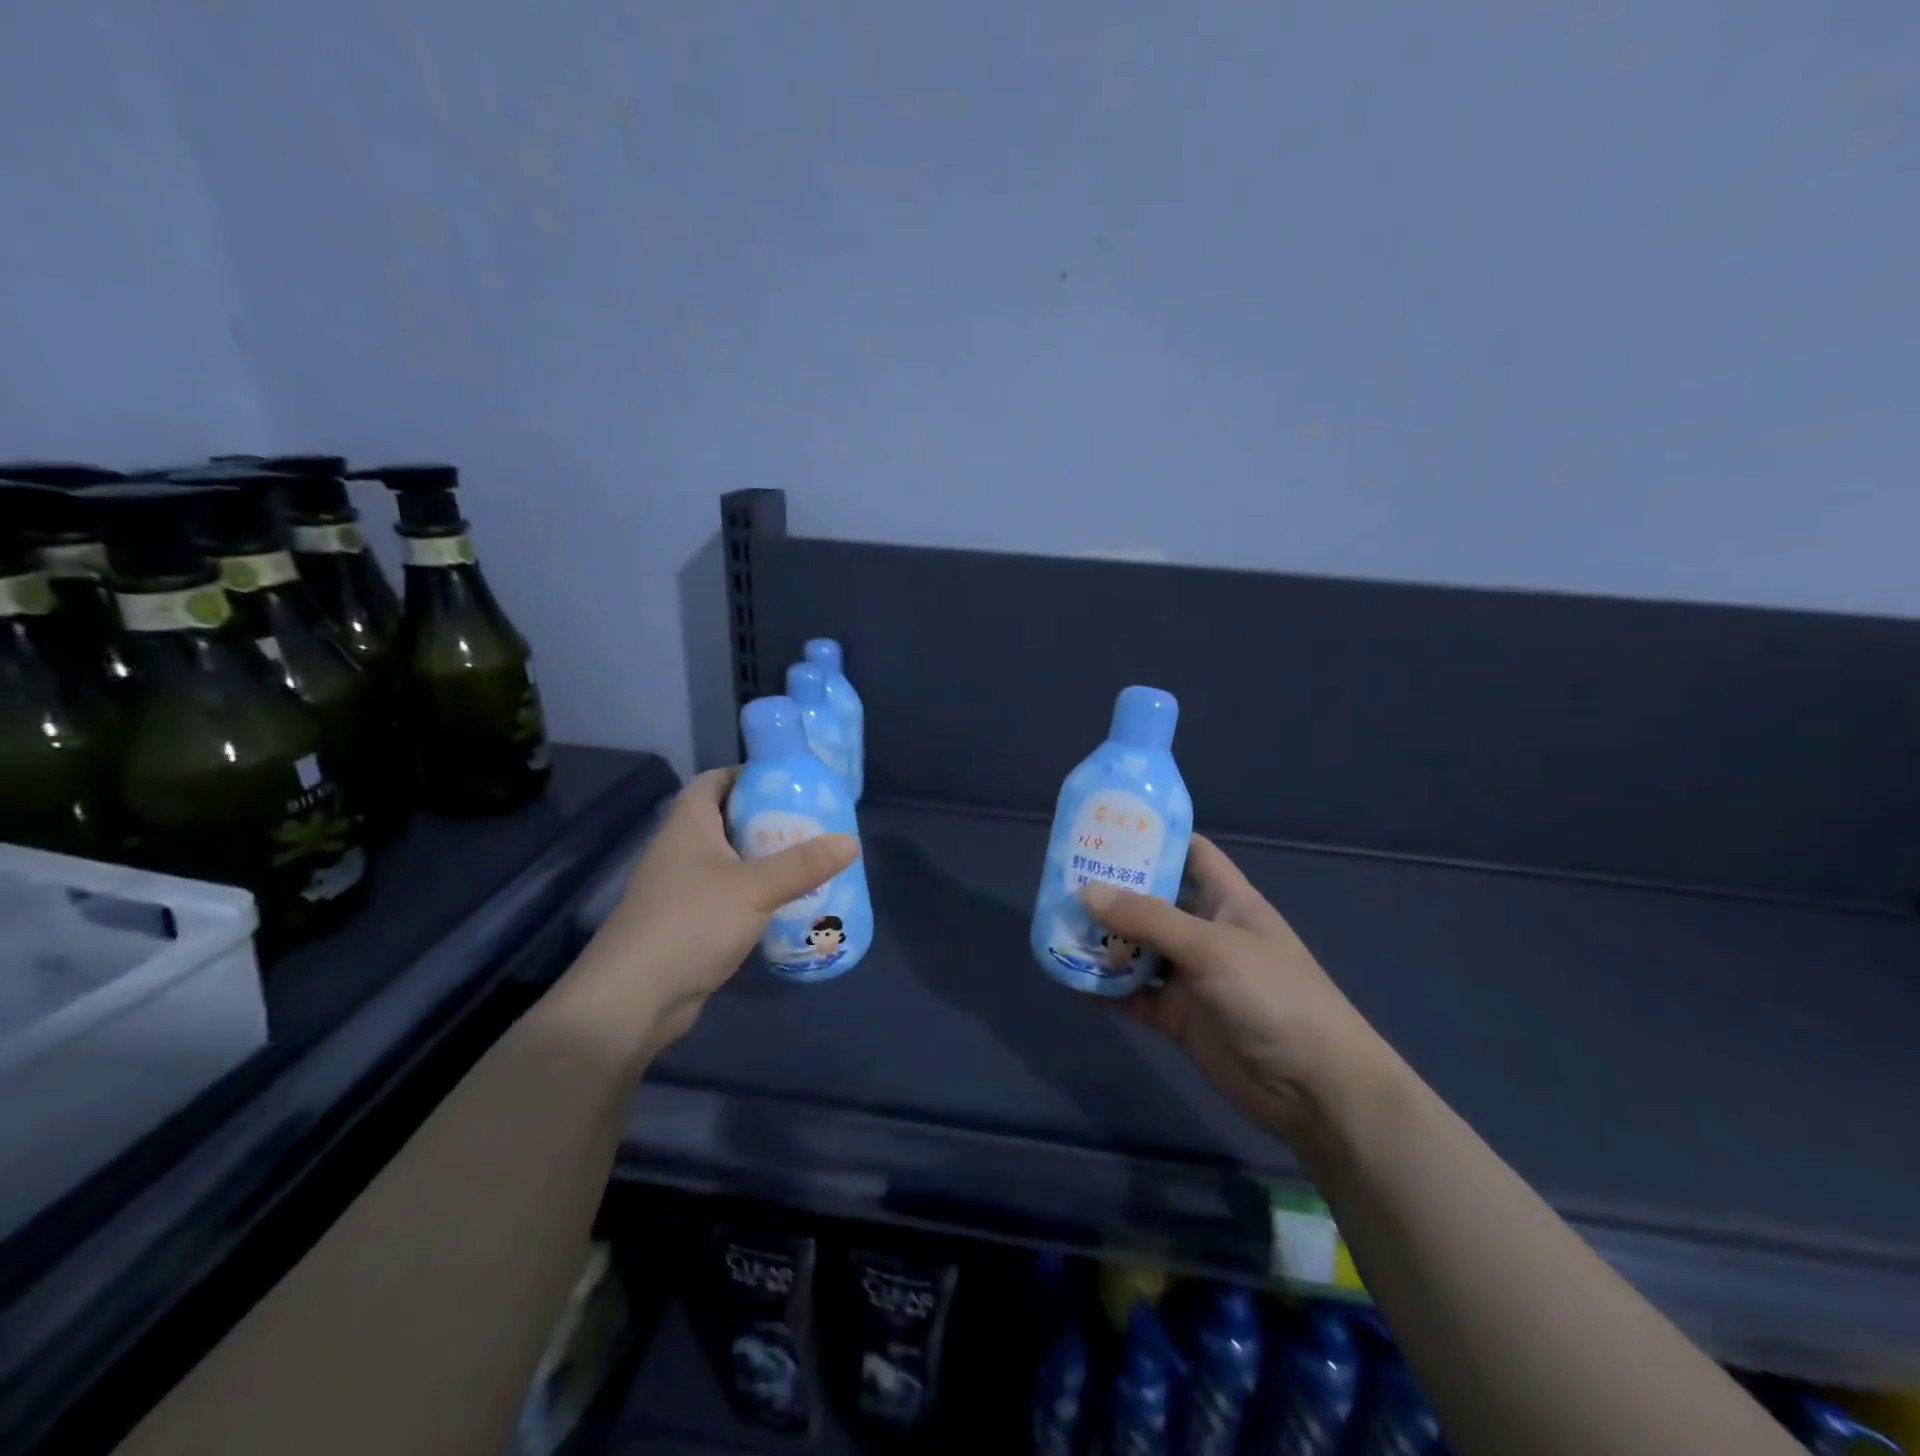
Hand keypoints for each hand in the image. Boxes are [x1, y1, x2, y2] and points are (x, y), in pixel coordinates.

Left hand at [577, 767, 857, 1053]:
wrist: (633, 1001)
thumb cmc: (690, 924)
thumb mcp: (754, 888)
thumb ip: (803, 864)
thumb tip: (851, 841)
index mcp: (687, 826)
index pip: (714, 780)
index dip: (748, 775)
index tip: (790, 782)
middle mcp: (681, 851)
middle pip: (728, 820)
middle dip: (769, 820)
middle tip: (813, 823)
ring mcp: (682, 890)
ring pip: (731, 862)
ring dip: (766, 860)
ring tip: (810, 861)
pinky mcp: (689, 924)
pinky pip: (730, 897)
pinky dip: (757, 895)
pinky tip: (788, 904)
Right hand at [1081, 836, 1394, 1143]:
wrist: (1313, 1088)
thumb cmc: (1272, 995)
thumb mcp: (1210, 946)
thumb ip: (1148, 919)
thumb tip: (1086, 892)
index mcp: (1226, 900)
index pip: (1191, 853)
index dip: (1155, 838)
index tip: (1108, 828)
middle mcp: (1205, 932)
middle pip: (1154, 901)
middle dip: (1114, 891)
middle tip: (1064, 879)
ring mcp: (1191, 976)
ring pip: (1138, 949)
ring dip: (1103, 941)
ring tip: (1056, 925)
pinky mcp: (1179, 1016)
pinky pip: (1133, 995)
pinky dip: (1105, 988)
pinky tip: (1069, 979)